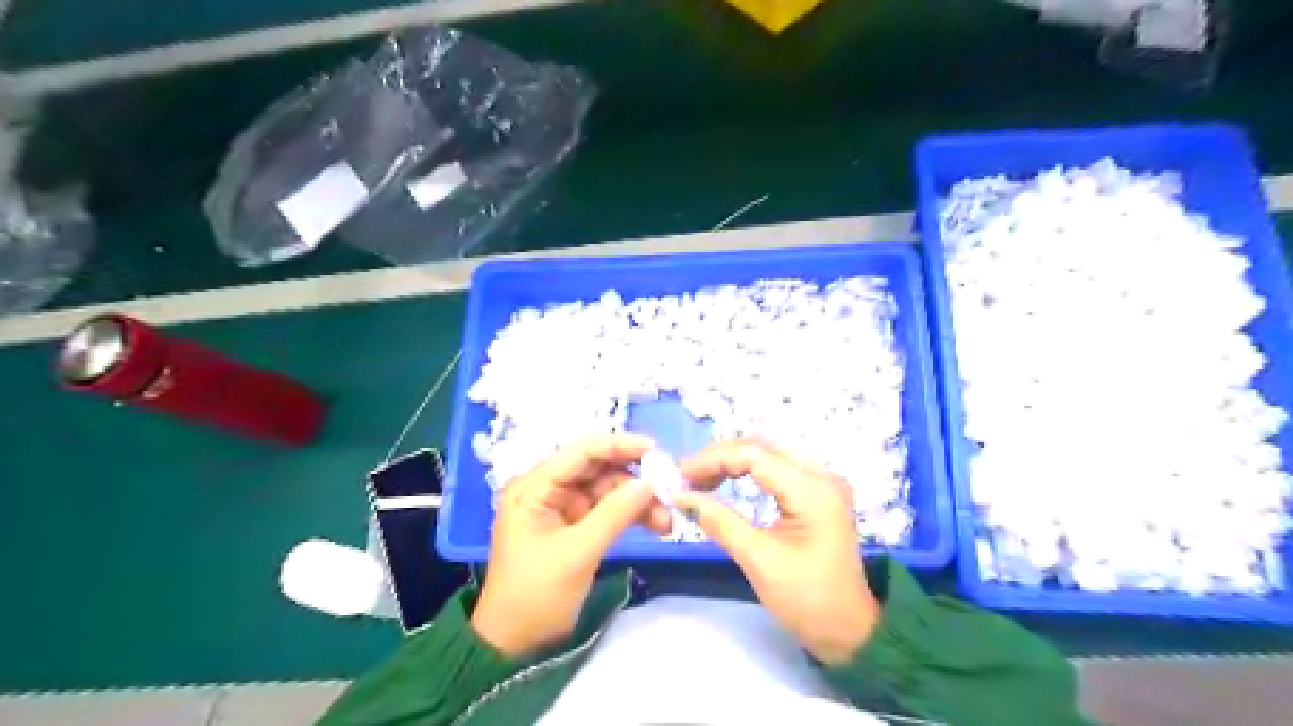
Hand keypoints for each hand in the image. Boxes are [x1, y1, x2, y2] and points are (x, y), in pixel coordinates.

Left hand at [469, 435, 666, 659]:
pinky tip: (656, 524)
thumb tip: (650, 482)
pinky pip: (609, 510)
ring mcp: (563, 508)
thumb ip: (614, 513)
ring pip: (608, 489)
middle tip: (668, 490)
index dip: (617, 445)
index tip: (654, 449)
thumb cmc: (536, 595)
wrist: (516, 645)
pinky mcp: (576, 526)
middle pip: (597, 469)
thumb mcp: (577, 553)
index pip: (579, 453)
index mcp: (534, 487)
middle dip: (633, 478)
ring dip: (638, 500)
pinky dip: (631, 515)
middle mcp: (548, 489)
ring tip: (665, 520)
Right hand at [678, 439, 878, 665]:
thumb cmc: (807, 600)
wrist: (849, 631)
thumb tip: (680, 496)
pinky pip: (778, 466)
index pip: (755, 455)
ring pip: (769, 452)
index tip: (680, 476)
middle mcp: (822, 475)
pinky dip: (749, 470)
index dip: (713, 459)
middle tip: (686, 477)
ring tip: (701, 479)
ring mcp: (823, 481)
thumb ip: (719, 522)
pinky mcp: (819, 491)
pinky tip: (727, 481)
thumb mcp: (758, 561)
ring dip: (732, 461)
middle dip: (720, 457)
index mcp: (813, 490)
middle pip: (762, 447)